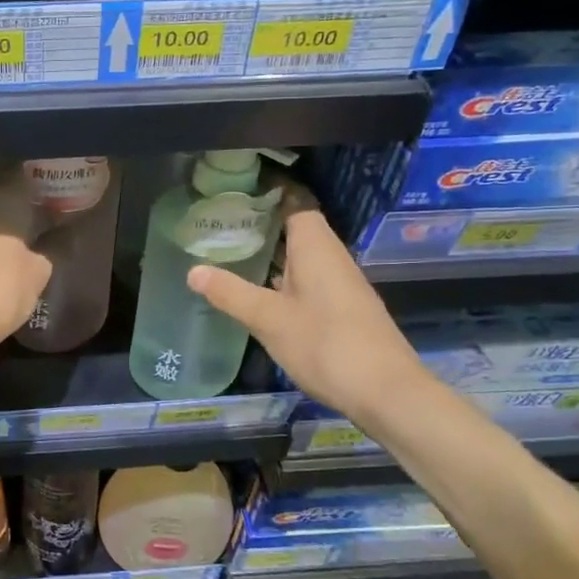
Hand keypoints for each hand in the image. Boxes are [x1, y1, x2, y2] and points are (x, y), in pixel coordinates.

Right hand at [187, 210, 430, 427]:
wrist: (386, 391)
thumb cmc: (325, 345)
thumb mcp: (269, 319)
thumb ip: (230, 293)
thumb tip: (193, 270)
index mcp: (316, 247)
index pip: (296, 201)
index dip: (270, 190)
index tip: (237, 187)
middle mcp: (331, 257)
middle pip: (296, 227)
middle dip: (262, 222)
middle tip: (220, 221)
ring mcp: (339, 284)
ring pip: (301, 256)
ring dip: (271, 252)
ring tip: (230, 251)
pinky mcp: (341, 309)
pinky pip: (307, 279)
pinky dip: (281, 277)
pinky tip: (258, 291)